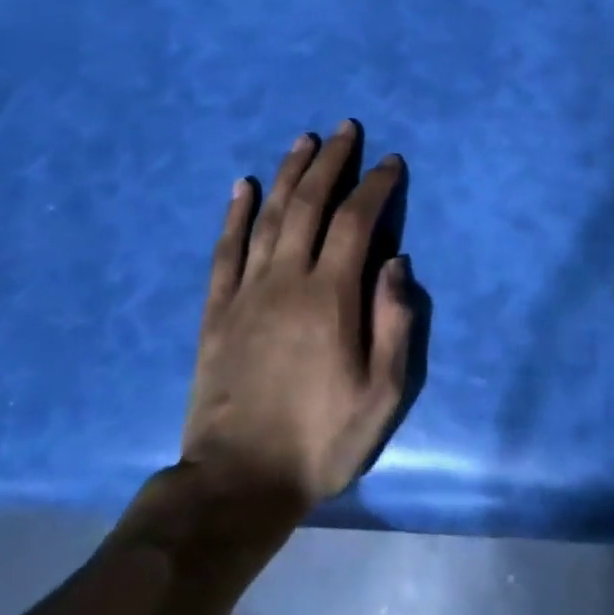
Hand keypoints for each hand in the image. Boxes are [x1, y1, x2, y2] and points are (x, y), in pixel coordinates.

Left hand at [180, 122, 414, 510]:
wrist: (236, 485)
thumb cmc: (320, 440)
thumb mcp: (381, 395)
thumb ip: (394, 324)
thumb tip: (397, 263)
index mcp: (331, 297)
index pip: (357, 222)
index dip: (375, 186)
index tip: (390, 162)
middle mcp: (287, 280)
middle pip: (310, 205)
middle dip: (331, 162)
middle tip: (346, 129)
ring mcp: (246, 293)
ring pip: (268, 217)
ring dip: (288, 174)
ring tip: (303, 141)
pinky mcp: (216, 311)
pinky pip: (224, 251)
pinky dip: (234, 214)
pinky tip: (241, 186)